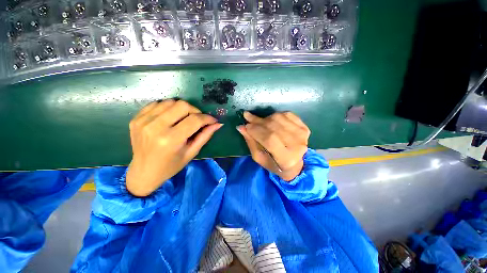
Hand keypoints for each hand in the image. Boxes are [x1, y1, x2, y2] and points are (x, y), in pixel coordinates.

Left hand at [126, 99, 221, 196]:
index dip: (207, 118)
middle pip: (182, 105)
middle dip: (195, 111)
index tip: (213, 120)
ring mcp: (143, 121)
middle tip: (197, 120)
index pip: (194, 120)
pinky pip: (157, 104)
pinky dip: (168, 108)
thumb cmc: (171, 166)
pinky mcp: (137, 118)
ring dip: (181, 109)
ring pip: (170, 102)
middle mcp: (155, 127)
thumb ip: (205, 136)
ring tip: (183, 120)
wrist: (144, 172)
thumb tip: (218, 124)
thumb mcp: (192, 152)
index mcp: (171, 140)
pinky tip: (170, 118)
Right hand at [237, 111, 309, 180]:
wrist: (296, 165)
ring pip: (279, 118)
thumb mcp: (259, 157)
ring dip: (266, 118)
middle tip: (248, 119)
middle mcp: (298, 146)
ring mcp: (303, 135)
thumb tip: (241, 127)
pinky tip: (271, 120)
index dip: (256, 130)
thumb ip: (251, 142)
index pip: (269, 139)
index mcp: (286, 159)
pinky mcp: (305, 128)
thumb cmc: (275, 164)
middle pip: (274, 127)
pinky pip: (287, 114)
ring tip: (259, 121)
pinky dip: (276, 115)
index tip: (246, 125)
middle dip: (258, 121)